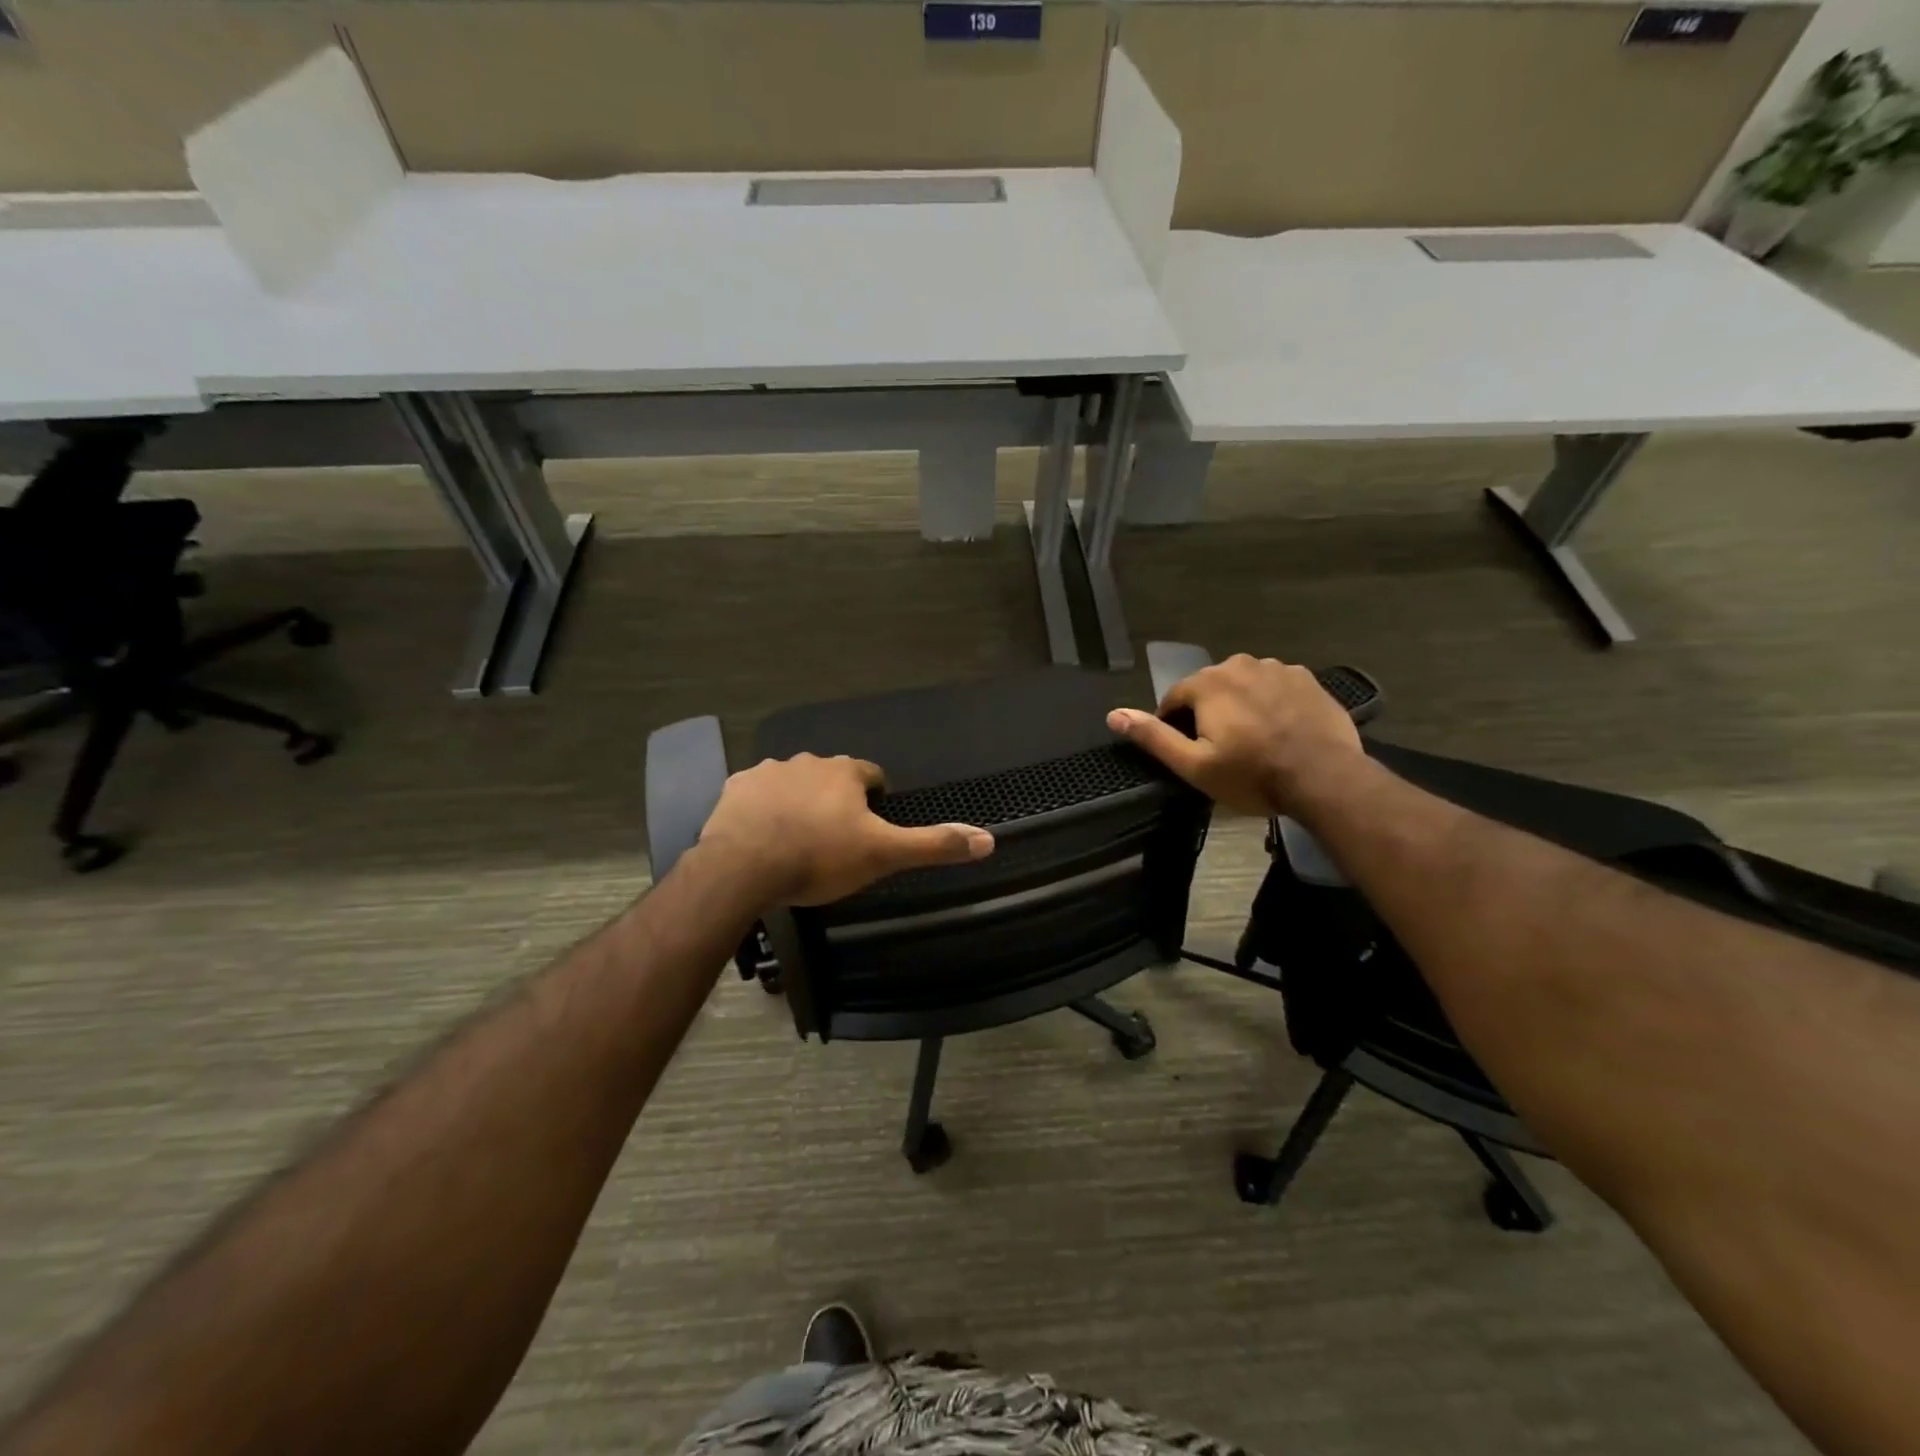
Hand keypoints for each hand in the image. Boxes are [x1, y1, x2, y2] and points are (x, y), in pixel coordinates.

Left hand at [696, 754, 993, 905]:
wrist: (744, 867)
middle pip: (831, 777)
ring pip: (793, 782)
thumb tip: (989, 839)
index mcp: (845, 772)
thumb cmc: (820, 856)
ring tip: (798, 839)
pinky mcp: (735, 789)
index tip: (872, 823)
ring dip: (799, 802)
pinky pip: (756, 794)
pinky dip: (763, 808)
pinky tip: (762, 835)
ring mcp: (768, 772)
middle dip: (836, 799)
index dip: (875, 797)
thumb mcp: (883, 854)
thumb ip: (934, 844)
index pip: (872, 775)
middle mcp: (808, 761)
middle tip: (835, 838)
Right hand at [1106, 654, 1363, 815]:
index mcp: (1207, 683)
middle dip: (1208, 713)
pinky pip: (1275, 688)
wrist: (1325, 778)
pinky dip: (1271, 704)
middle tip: (1221, 750)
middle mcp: (1240, 664)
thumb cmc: (1252, 775)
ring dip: (1240, 706)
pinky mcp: (1307, 679)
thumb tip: (1113, 715)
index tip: (1187, 752)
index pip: (1174, 698)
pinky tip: (1280, 731)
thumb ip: (1153, 736)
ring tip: (1253, 741)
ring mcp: (1277, 668)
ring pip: (1244, 686)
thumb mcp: (1194, 765)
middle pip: (1210, 688)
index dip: (1174, 725)